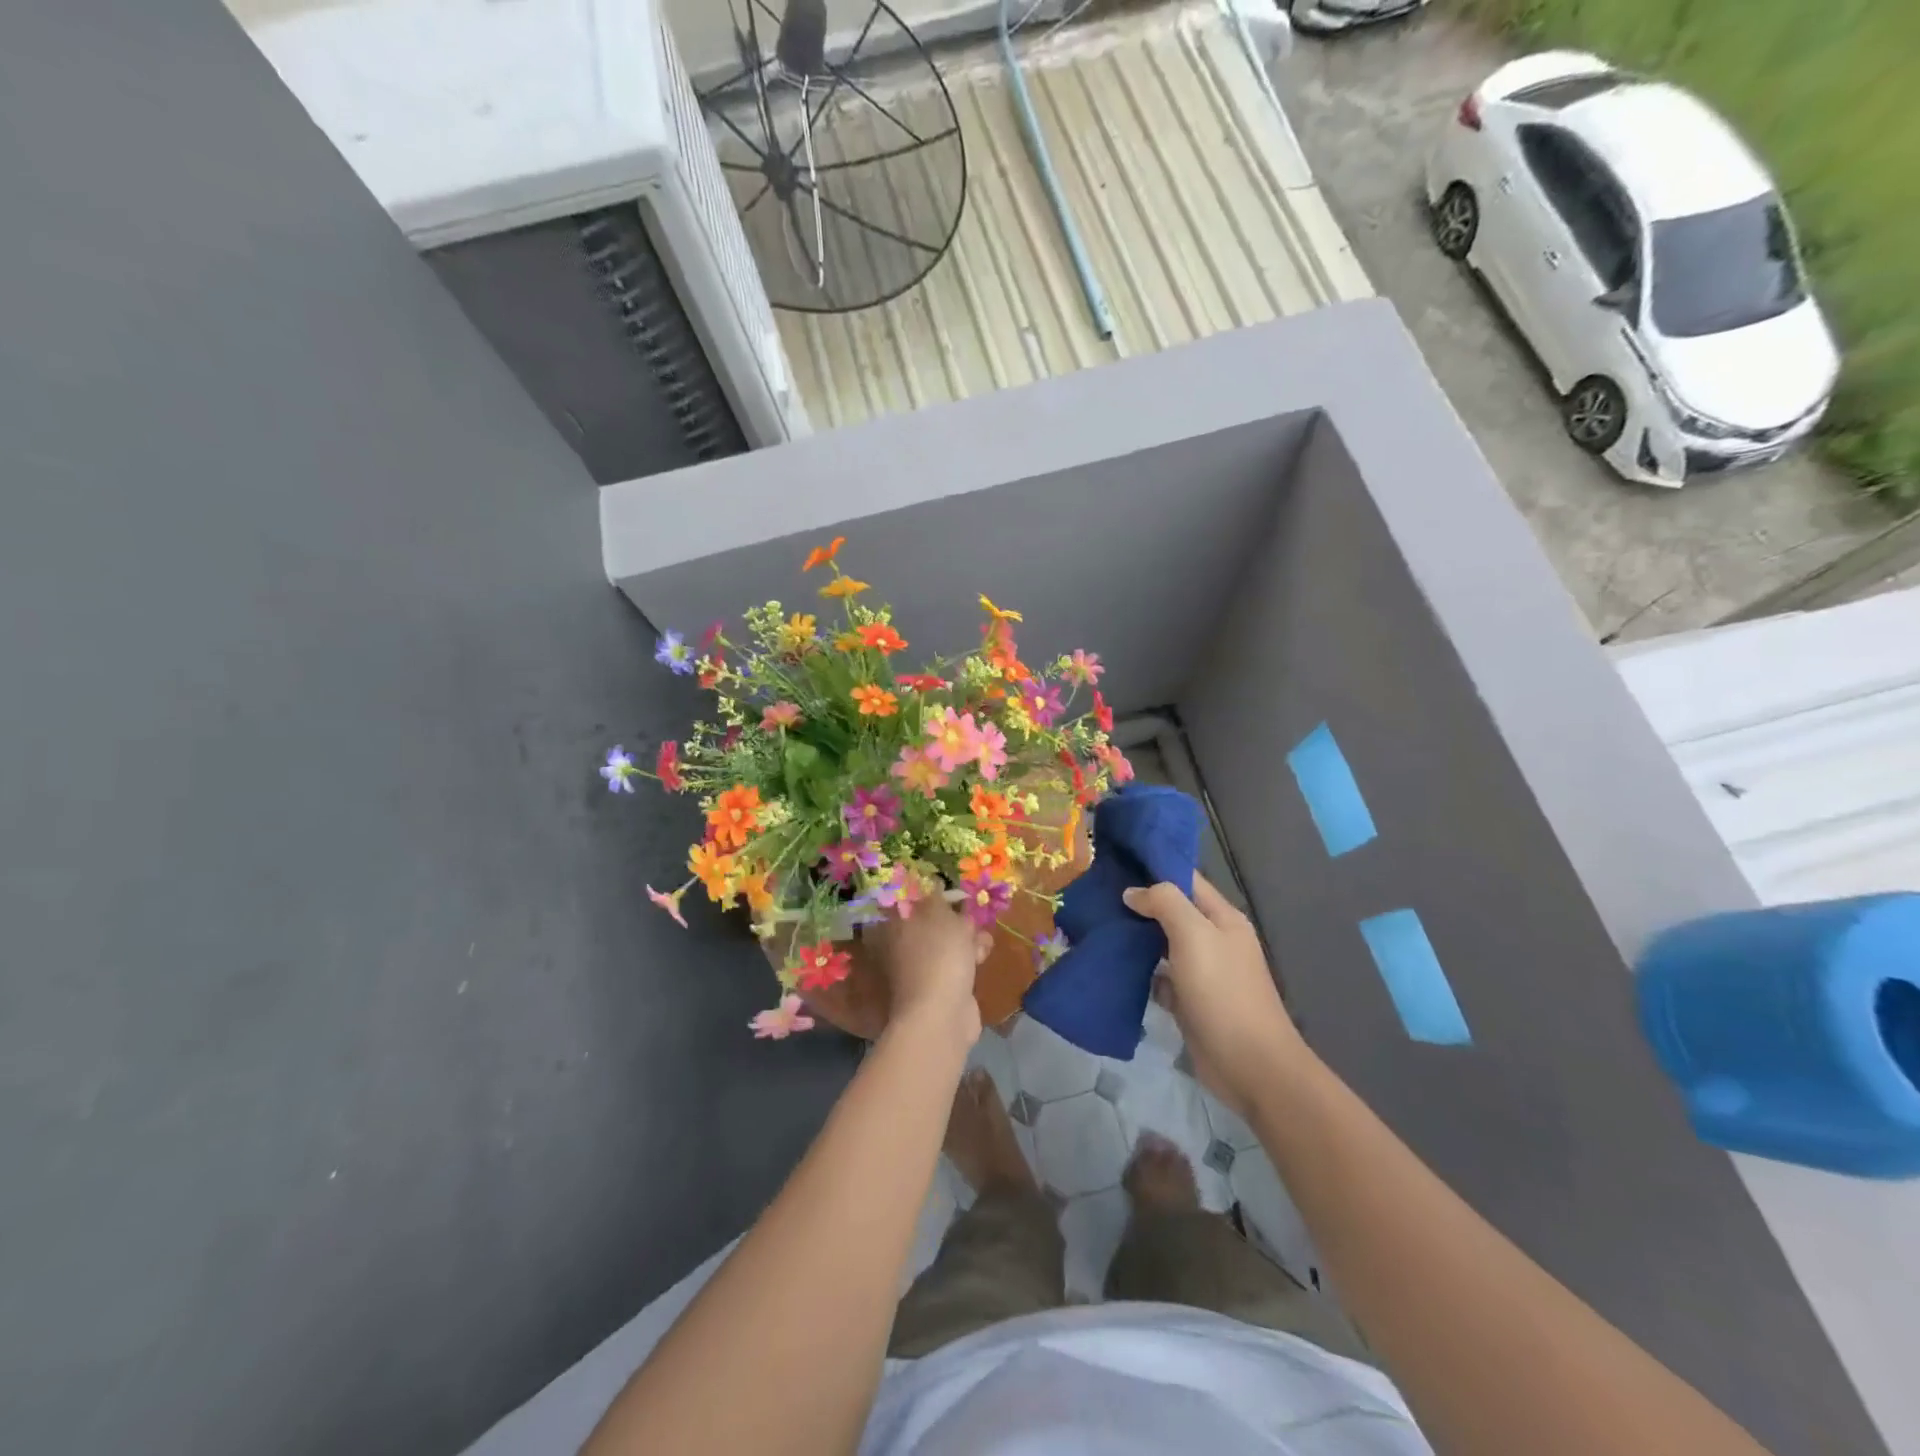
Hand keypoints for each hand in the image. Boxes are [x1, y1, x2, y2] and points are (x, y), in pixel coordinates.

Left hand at [861, 892, 987, 1047]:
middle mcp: (903, 945)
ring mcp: (922, 967)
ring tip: (979, 941)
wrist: (943, 1014)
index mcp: (894, 926)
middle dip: (957, 918)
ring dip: (969, 938)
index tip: (951, 892)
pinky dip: (971, 958)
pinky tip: (982, 958)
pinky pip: (958, 962)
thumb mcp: (940, 916)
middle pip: (934, 921)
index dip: (932, 894)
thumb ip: (937, 898)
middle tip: (969, 917)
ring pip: (949, 941)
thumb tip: (933, 883)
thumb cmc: (937, 956)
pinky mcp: (942, 985)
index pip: (910, 900)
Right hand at [1123, 873, 1312, 1117]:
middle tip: (1098, 896)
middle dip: (1140, 904)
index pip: (1187, 880)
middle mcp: (1214, 940)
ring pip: (1163, 945)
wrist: (1250, 1065)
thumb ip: (1165, 903)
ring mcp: (1203, 973)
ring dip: (1137, 938)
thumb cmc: (1223, 992)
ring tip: (1099, 926)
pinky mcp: (1190, 1002)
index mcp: (1223, 918)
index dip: (1155, 869)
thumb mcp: (1194, 935)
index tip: (1117, 863)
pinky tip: (1115, 968)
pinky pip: (1161, 978)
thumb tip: (1133, 892)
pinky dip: (1142, 973)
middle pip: (1173, 912)